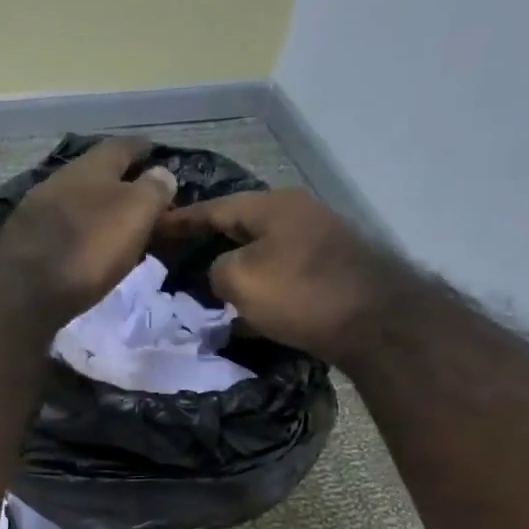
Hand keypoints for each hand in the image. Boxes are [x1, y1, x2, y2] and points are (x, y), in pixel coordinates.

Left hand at [0, 138, 178, 320]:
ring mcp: (35, 211)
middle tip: (137, 194)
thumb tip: (162, 174)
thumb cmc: (88, 247)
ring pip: (73, 200)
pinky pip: (58, 229)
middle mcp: (59, 180)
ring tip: (113, 224)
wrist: (23, 291)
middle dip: (116, 180)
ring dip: (93, 208)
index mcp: (90, 167)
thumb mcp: (134, 213)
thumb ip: (152, 190)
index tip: (155, 152)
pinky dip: (76, 232)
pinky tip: (83, 247)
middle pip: (93, 173)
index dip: (141, 148)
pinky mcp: (22, 243)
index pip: (122, 146)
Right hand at [155, 188, 416, 365]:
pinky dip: (258, 293)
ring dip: (234, 271)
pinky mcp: (330, 274)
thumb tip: (223, 272)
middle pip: (240, 227)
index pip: (215, 207)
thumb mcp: (239, 279)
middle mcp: (297, 216)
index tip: (154, 226)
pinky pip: (280, 279)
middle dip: (208, 243)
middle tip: (177, 257)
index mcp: (272, 206)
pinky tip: (242, 316)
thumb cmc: (299, 292)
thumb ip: (216, 269)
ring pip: (261, 255)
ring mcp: (318, 244)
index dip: (181, 219)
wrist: (374, 322)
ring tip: (203, 289)